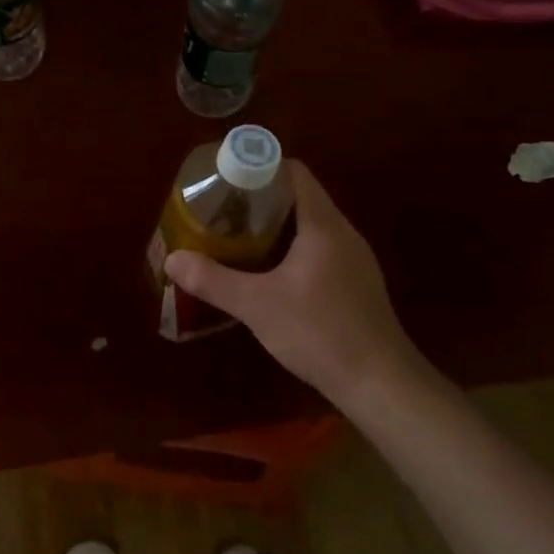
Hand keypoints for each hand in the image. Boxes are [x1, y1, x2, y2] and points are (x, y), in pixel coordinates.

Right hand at [164, 161, 435, 410]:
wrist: (381, 384)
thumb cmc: (320, 333)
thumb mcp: (257, 305)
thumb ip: (213, 280)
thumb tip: (172, 259)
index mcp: (323, 225)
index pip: (294, 173)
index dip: (260, 168)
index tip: (226, 180)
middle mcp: (343, 233)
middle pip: (300, 197)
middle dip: (259, 200)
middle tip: (222, 211)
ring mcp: (354, 260)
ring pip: (310, 226)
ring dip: (275, 227)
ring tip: (237, 238)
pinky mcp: (356, 284)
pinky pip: (320, 250)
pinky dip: (292, 250)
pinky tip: (269, 274)